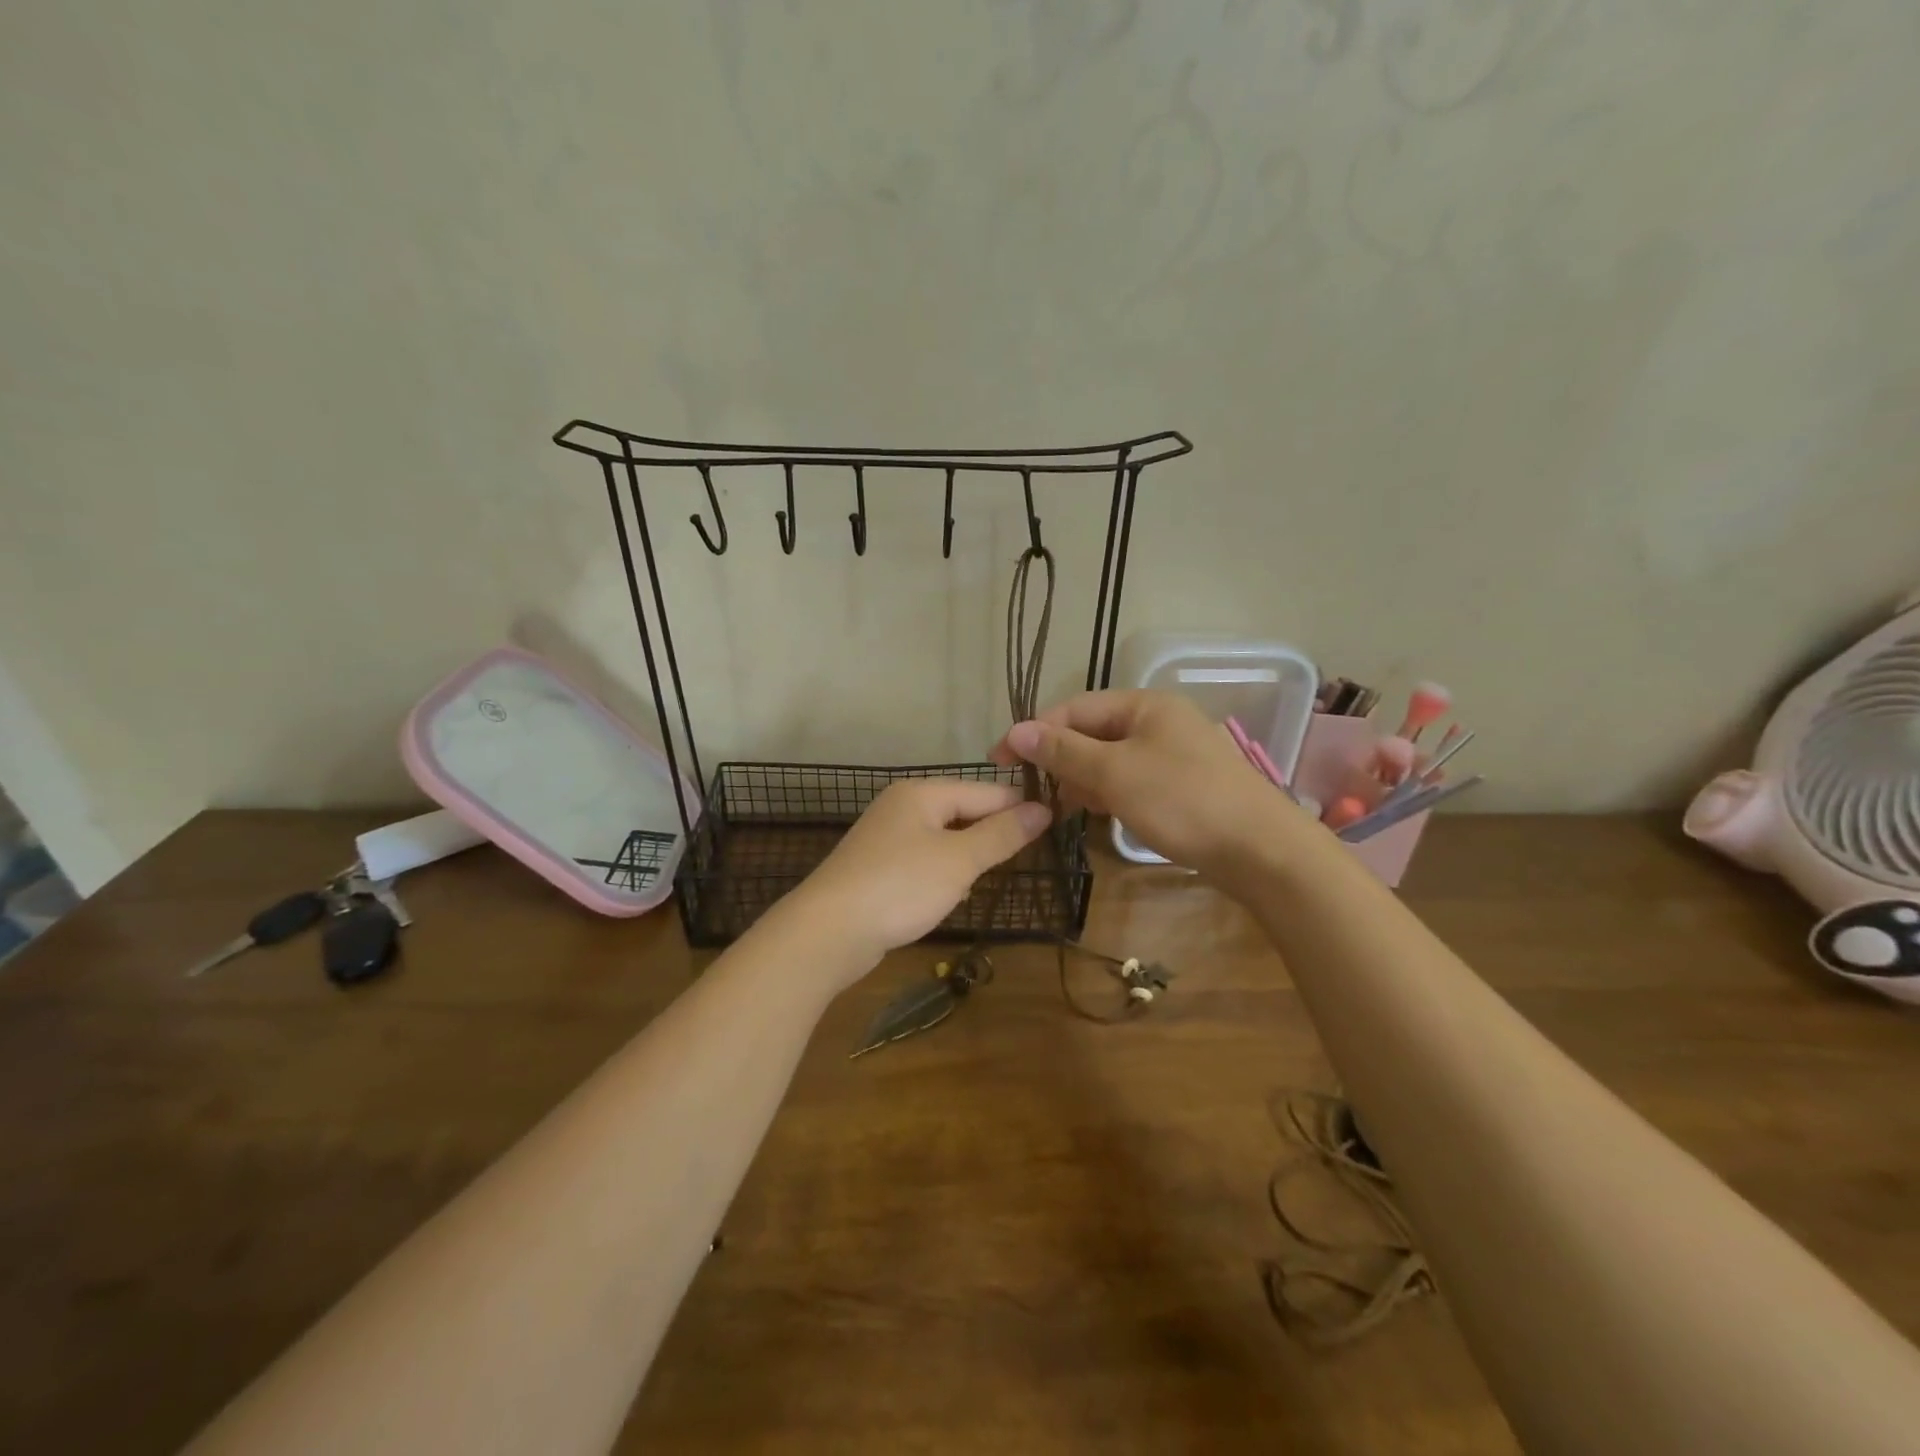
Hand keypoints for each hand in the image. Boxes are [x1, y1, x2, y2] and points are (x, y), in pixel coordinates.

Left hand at [787, 779, 1051, 975]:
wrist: (827, 932)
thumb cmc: (900, 887)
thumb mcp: (959, 860)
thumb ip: (1002, 834)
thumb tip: (1043, 809)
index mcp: (922, 793)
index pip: (985, 791)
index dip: (1020, 808)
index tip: (1057, 825)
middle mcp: (902, 806)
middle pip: (963, 811)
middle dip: (993, 834)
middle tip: (1029, 857)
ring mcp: (886, 837)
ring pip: (945, 838)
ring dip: (968, 857)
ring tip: (991, 877)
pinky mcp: (877, 867)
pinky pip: (924, 861)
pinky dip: (942, 874)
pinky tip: (950, 895)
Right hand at [991, 690, 1305, 873]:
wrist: (1261, 851)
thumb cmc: (1182, 801)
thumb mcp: (1114, 773)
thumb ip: (1063, 751)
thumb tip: (1015, 730)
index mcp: (1144, 705)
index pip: (1074, 708)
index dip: (1034, 731)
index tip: (999, 760)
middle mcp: (1159, 721)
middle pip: (1092, 732)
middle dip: (1059, 758)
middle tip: (1029, 790)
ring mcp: (1173, 754)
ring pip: (1110, 759)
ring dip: (1081, 779)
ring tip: (1060, 808)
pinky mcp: (1182, 786)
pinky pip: (1131, 780)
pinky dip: (1108, 793)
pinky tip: (1096, 814)